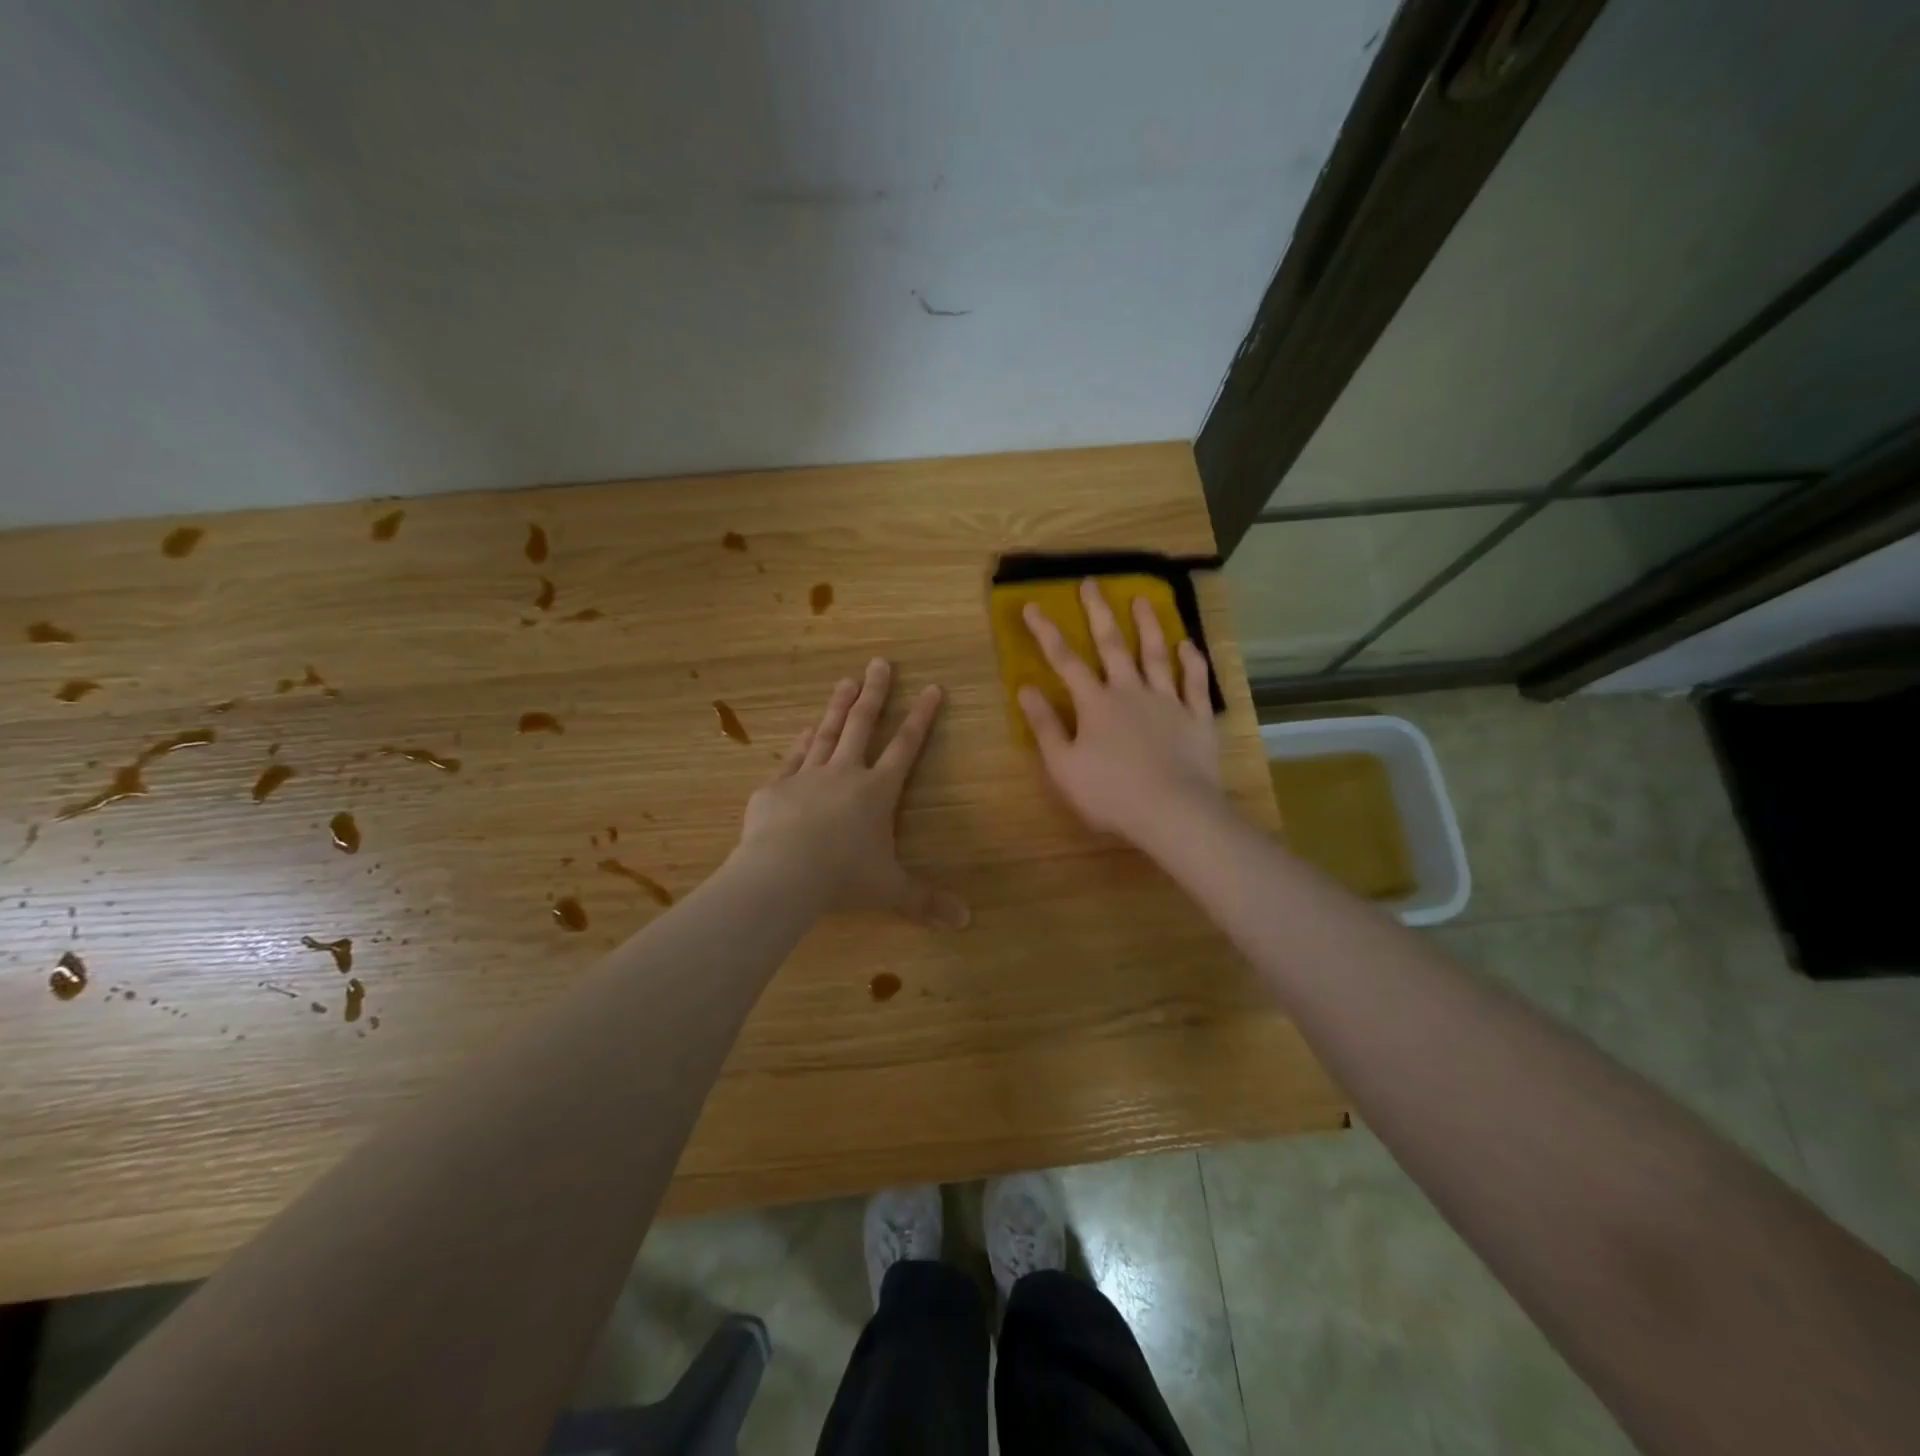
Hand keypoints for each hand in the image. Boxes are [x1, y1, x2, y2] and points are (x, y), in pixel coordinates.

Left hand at [740, 659, 968, 928]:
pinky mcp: (777, 788)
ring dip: (838, 706)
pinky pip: (793, 759)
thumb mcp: (889, 890)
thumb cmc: (843, 878)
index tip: (932, 688)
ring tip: (845, 680)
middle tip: (879, 662)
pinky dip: (803, 742)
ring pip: (828, 733)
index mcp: (877, 792)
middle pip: (863, 725)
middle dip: (875, 693)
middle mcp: (845, 774)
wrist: (782, 874)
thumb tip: (966, 922)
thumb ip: (925, 901)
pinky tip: (806, 729)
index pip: (906, 747)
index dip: (921, 718)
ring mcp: (809, 776)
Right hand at [1019, 580, 1223, 845]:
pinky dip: (1192, 662)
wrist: (1172, 812)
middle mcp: (1131, 692)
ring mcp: (1167, 702)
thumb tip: (1025, 689)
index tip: (1033, 605)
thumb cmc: (1110, 793)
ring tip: (1143, 599)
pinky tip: (1189, 644)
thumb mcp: (1063, 766)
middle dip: (1098, 613)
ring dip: (1148, 625)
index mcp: (1095, 703)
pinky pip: (1195, 683)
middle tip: (1091, 582)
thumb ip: (1044, 726)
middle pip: (1112, 645)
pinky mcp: (1196, 718)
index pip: (1065, 661)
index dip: (1046, 633)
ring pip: (1156, 655)